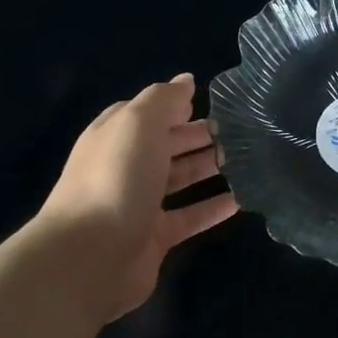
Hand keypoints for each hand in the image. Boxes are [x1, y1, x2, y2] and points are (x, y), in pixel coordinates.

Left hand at [36, 74, 237, 324]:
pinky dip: (213, 208)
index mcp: (115, 135)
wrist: (89, 255)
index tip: (212, 103)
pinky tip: (242, 200)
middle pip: (166, 145)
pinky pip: (190, 217)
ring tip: (248, 160)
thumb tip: (187, 81)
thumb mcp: (137, 124)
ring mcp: (139, 203)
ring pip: (180, 179)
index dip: (176, 106)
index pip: (147, 113)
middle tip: (241, 131)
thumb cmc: (115, 178)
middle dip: (198, 135)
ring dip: (208, 168)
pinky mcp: (155, 237)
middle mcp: (125, 166)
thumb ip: (163, 99)